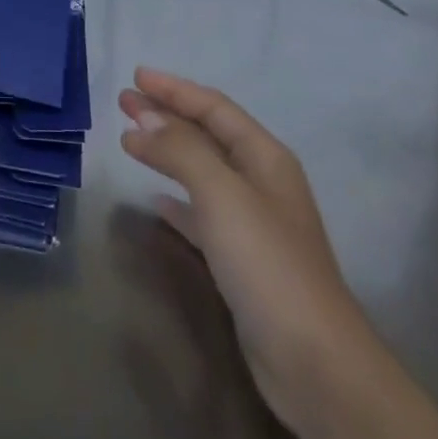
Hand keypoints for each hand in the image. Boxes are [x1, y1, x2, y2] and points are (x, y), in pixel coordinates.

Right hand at [119, 67, 360, 430]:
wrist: (314, 362)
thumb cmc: (267, 261)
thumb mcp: (220, 192)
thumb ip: (180, 149)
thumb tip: (142, 118)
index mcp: (264, 155)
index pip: (213, 106)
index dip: (174, 89)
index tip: (136, 76)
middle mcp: (261, 180)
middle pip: (207, 134)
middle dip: (166, 114)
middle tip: (124, 102)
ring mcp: (253, 221)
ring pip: (201, 170)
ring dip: (167, 151)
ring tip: (130, 139)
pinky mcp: (242, 259)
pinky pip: (201, 213)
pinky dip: (177, 199)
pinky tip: (155, 200)